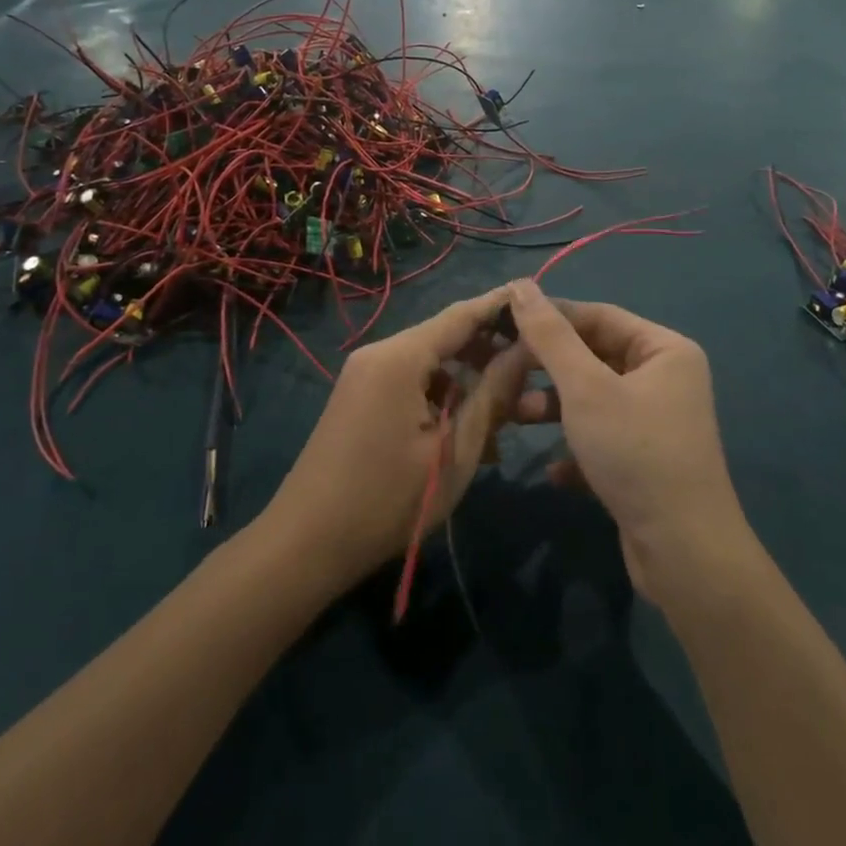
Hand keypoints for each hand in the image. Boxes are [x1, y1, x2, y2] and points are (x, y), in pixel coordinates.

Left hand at [266, 286, 531, 590]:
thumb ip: (492, 395)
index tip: (539, 301)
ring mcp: (365, 374)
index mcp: (400, 357)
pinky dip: (441, 398)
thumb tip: (527, 351)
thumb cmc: (387, 501)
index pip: (461, 315)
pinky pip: (410, 383)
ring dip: (468, 382)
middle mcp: (380, 353)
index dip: (501, 307)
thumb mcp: (453, 451)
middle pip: (445, 336)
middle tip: (534, 370)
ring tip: (507, 415)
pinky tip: (467, 433)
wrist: (305, 544)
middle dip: (489, 352)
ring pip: (430, 363)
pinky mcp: (359, 397)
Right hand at [505, 282, 745, 602]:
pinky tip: (554, 470)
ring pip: (593, 398)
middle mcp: (665, 378)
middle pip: (594, 356)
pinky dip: (575, 447)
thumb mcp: (585, 388)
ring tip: (516, 417)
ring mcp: (656, 421)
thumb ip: (550, 336)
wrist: (685, 555)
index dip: (549, 317)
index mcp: (664, 349)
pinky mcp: (646, 460)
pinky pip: (602, 437)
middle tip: (503, 372)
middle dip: (548, 368)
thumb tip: (521, 286)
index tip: (502, 324)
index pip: (597, 315)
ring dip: (554, 407)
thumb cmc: (635, 452)